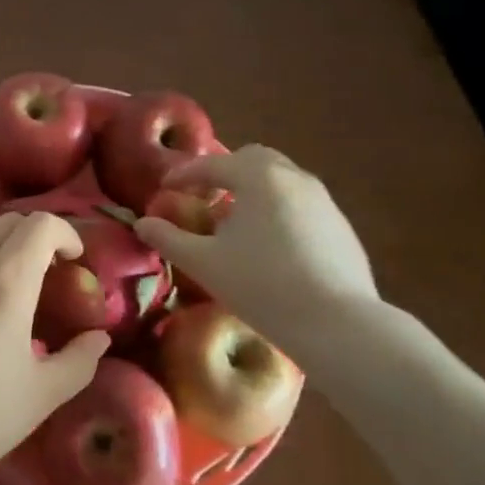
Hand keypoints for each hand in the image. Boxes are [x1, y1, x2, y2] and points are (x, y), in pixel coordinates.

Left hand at [0, 213, 108, 484]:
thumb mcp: (40, 396)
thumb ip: (78, 361)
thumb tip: (99, 338)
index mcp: (5, 282)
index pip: (40, 225)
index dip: (65, 233)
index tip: (74, 261)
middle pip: (6, 223)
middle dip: (33, 239)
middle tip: (45, 275)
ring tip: (4, 296)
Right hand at [134, 145, 379, 346]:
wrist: (338, 324)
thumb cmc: (261, 286)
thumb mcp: (204, 263)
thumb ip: (169, 239)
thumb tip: (143, 224)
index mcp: (258, 177)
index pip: (212, 164)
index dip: (184, 174)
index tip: (165, 188)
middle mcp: (294, 177)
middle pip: (253, 160)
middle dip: (225, 172)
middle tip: (205, 197)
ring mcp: (324, 201)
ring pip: (281, 180)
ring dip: (254, 191)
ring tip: (236, 223)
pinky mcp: (342, 227)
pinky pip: (301, 204)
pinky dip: (278, 210)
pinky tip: (270, 245)